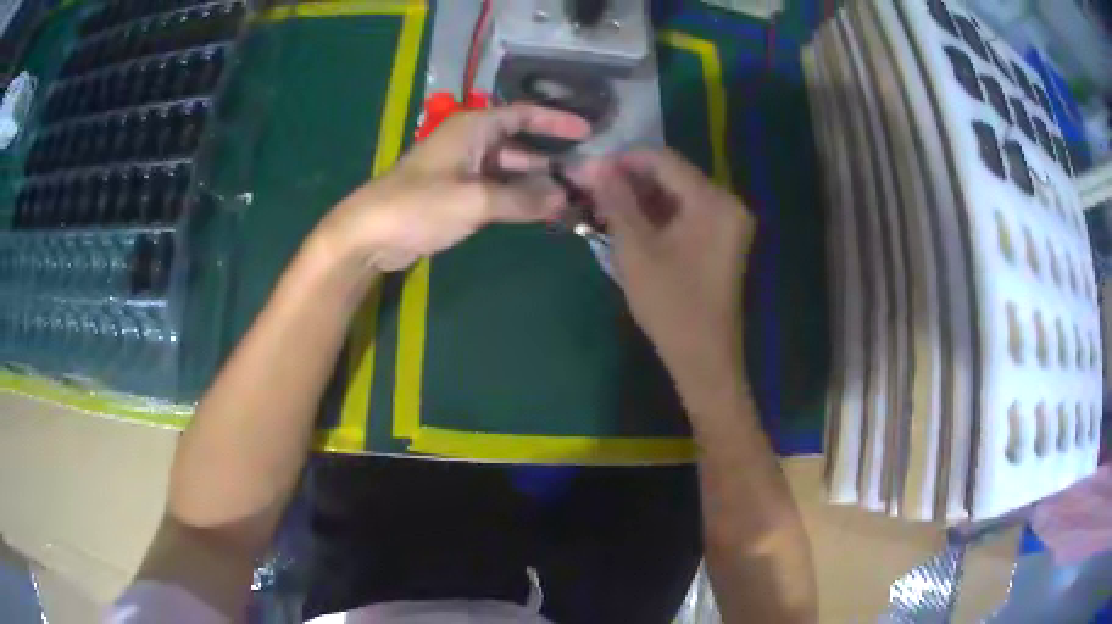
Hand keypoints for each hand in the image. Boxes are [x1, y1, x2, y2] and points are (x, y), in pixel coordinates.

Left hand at [317, 104, 590, 270]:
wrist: (369, 233)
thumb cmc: (418, 205)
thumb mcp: (474, 200)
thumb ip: (522, 199)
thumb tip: (564, 198)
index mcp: (474, 128)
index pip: (523, 115)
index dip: (556, 121)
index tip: (589, 132)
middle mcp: (471, 143)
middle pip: (520, 144)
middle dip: (552, 158)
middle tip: (585, 175)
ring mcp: (463, 170)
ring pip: (509, 171)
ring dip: (535, 183)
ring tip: (570, 198)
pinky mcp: (456, 194)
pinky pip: (496, 190)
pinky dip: (517, 198)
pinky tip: (539, 212)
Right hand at [572, 150, 755, 388]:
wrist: (703, 356)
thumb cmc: (670, 303)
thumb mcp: (636, 249)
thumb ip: (616, 201)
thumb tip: (595, 165)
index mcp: (713, 201)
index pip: (664, 160)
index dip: (624, 160)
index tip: (591, 169)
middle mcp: (728, 203)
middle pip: (673, 175)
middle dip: (631, 180)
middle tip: (593, 191)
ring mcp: (728, 222)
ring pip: (678, 195)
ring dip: (642, 198)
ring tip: (605, 208)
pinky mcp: (723, 240)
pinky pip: (688, 214)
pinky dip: (659, 215)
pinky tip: (630, 223)